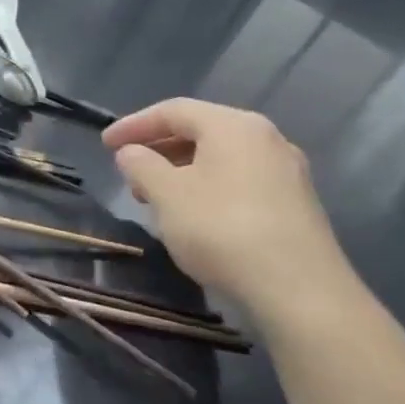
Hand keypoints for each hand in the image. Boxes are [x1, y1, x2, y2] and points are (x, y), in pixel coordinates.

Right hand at [104, 99, 356, 327]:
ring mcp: (286, 172)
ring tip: (153, 196)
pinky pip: (238, 180)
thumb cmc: (222, 230)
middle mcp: (266, 139)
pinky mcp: (294, 204)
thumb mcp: (166, 194)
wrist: (300, 292)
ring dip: (179, 170)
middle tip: (127, 170)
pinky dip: (206, 186)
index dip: (134, 124)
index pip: (173, 111)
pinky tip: (190, 214)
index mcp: (234, 126)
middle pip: (200, 131)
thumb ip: (141, 165)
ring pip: (219, 158)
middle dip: (158, 148)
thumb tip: (131, 153)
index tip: (104, 144)